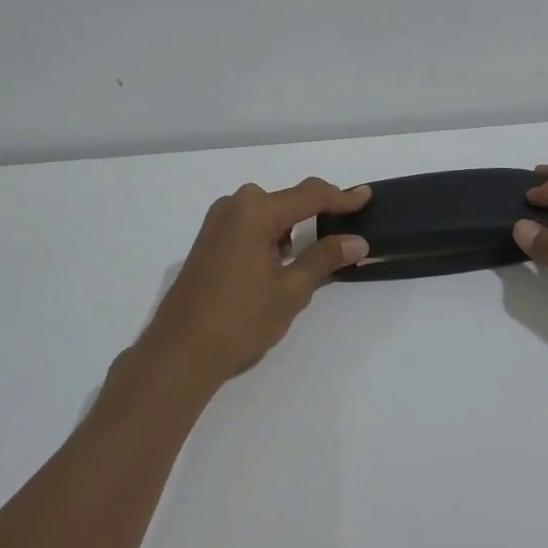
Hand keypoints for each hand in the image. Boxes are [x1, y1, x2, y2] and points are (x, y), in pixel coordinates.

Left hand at [139, 177, 371, 390]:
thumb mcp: (291, 289)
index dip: (342, 197)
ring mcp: (217, 223)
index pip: (310, 196)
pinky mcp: (208, 242)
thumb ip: (324, 258)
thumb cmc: (241, 318)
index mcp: (255, 210)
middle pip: (287, 200)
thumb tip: (356, 241)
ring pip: (267, 214)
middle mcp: (234, 206)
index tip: (367, 196)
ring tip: (315, 253)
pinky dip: (271, 237)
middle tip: (345, 230)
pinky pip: (249, 227)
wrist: (180, 351)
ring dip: (292, 228)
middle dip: (316, 212)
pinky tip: (281, 262)